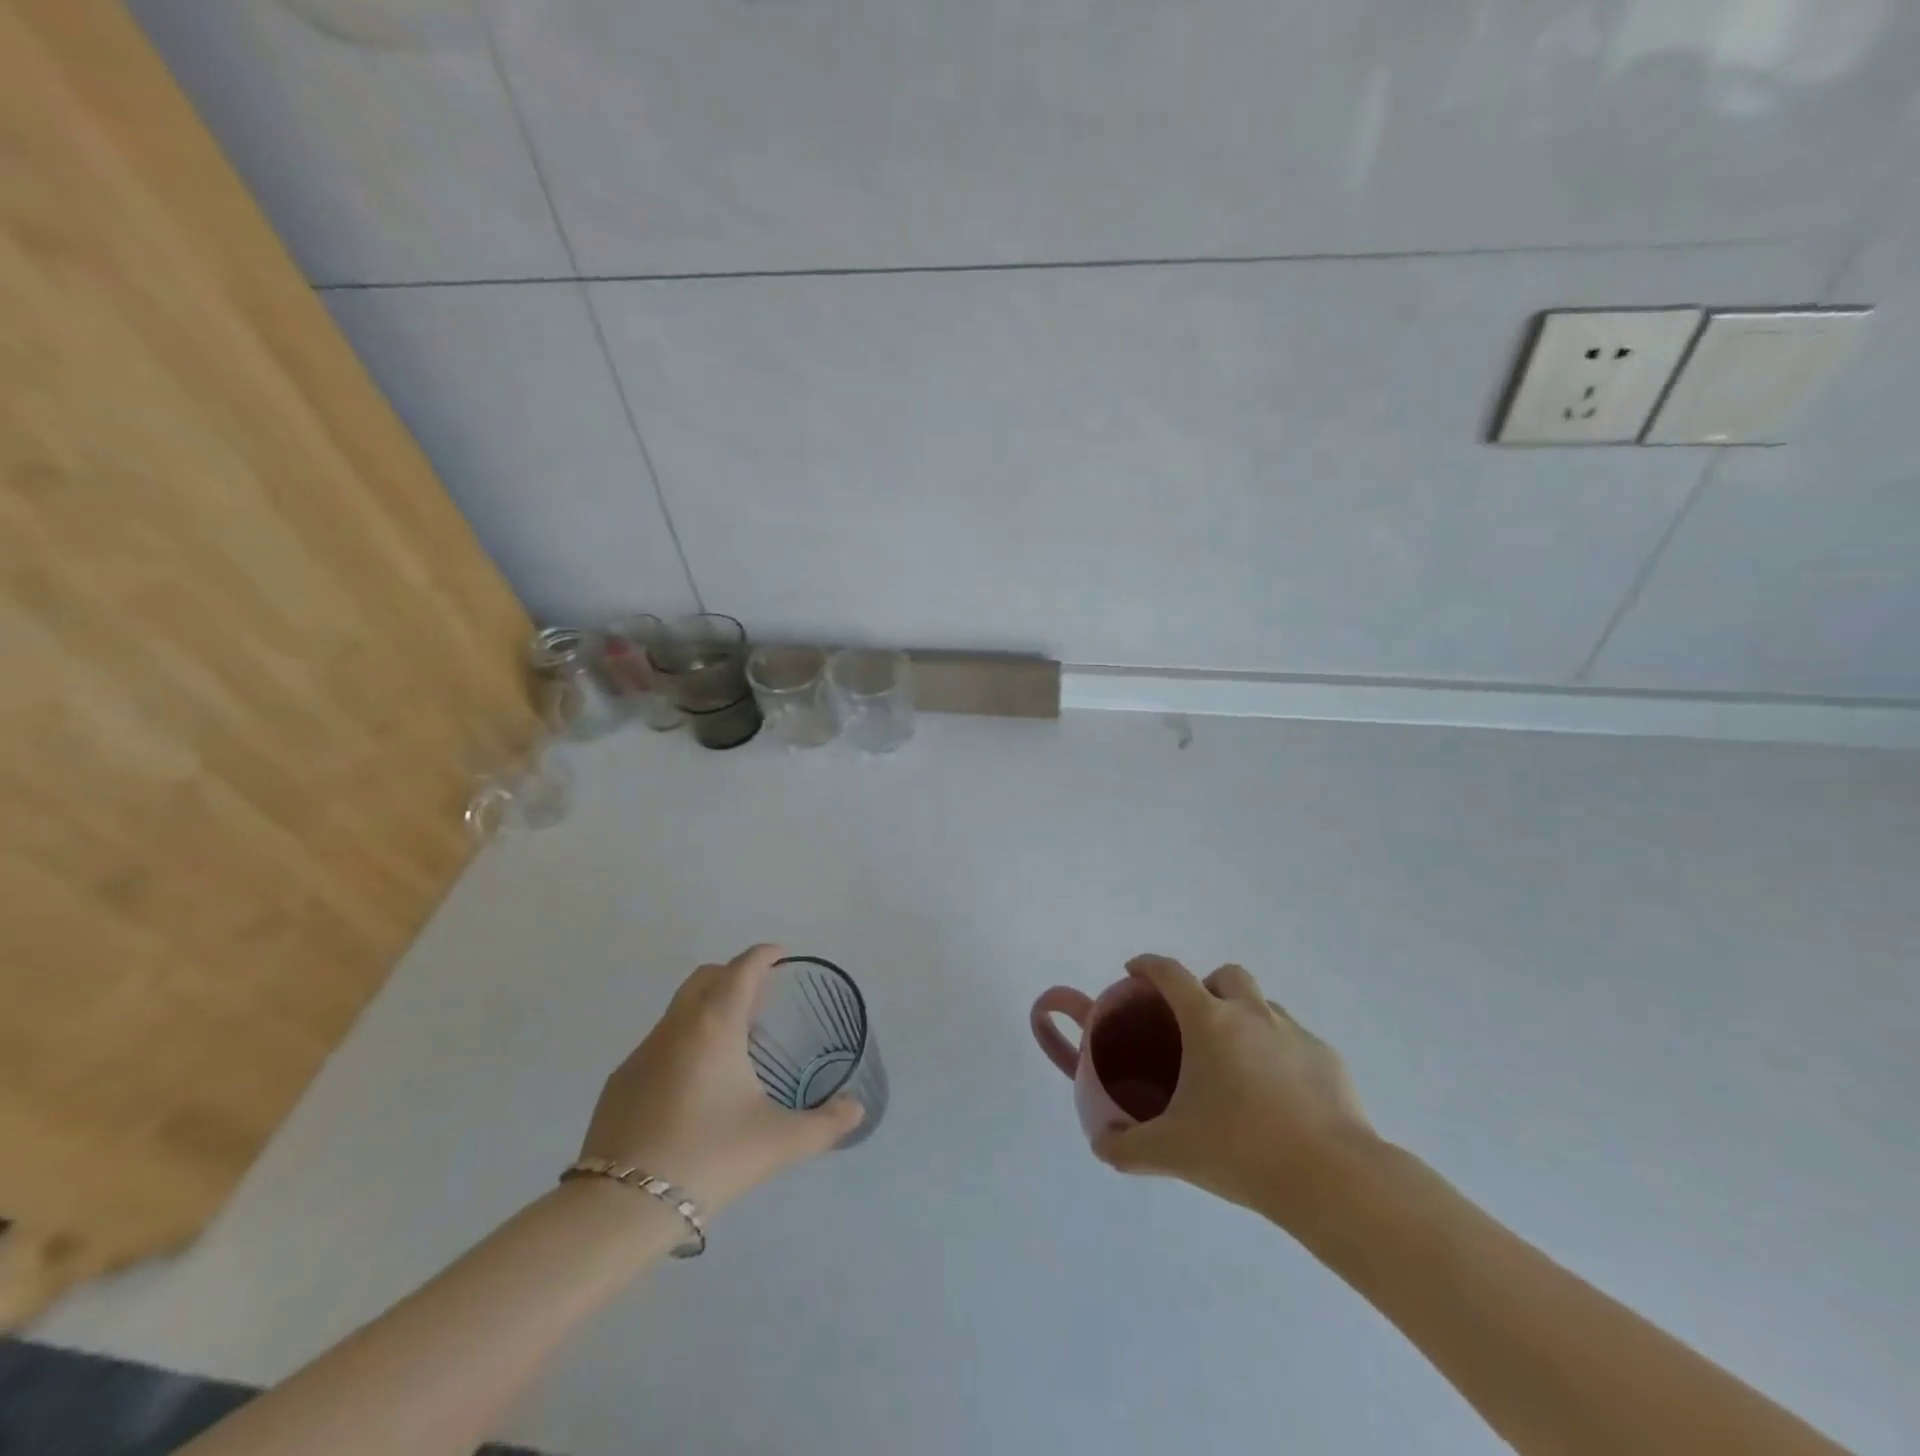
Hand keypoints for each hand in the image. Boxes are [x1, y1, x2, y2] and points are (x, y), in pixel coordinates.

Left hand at [578, 945, 862, 1211]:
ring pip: (678, 1010)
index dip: (763, 955)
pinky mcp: (619, 1083)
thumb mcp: (778, 1142)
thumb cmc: (709, 1157)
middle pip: (704, 978)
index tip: (780, 954)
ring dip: (706, 1008)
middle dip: (732, 974)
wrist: (621, 1208)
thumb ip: (825, 1124)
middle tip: (760, 994)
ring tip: (732, 1041)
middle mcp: (676, 1027)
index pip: (741, 970)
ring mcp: (641, 1054)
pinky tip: (694, 1084)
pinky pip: (658, 1044)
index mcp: (715, 1025)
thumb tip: (856, 1109)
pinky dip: (683, 1042)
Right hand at [1093, 955, 1377, 1222]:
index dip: (1148, 965)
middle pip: (1226, 975)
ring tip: (1237, 1062)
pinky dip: (1280, 1053)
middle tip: (1195, 1023)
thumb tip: (1100, 1145)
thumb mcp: (1172, 1152)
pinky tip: (1279, 1095)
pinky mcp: (1329, 1059)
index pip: (1170, 973)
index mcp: (1209, 1021)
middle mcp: (1252, 1014)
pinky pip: (1296, 1041)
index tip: (1134, 972)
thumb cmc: (1241, 1150)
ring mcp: (1295, 1033)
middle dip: (1207, 986)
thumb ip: (1127, 1147)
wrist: (1332, 1178)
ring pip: (1265, 1005)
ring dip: (1246, 1017)